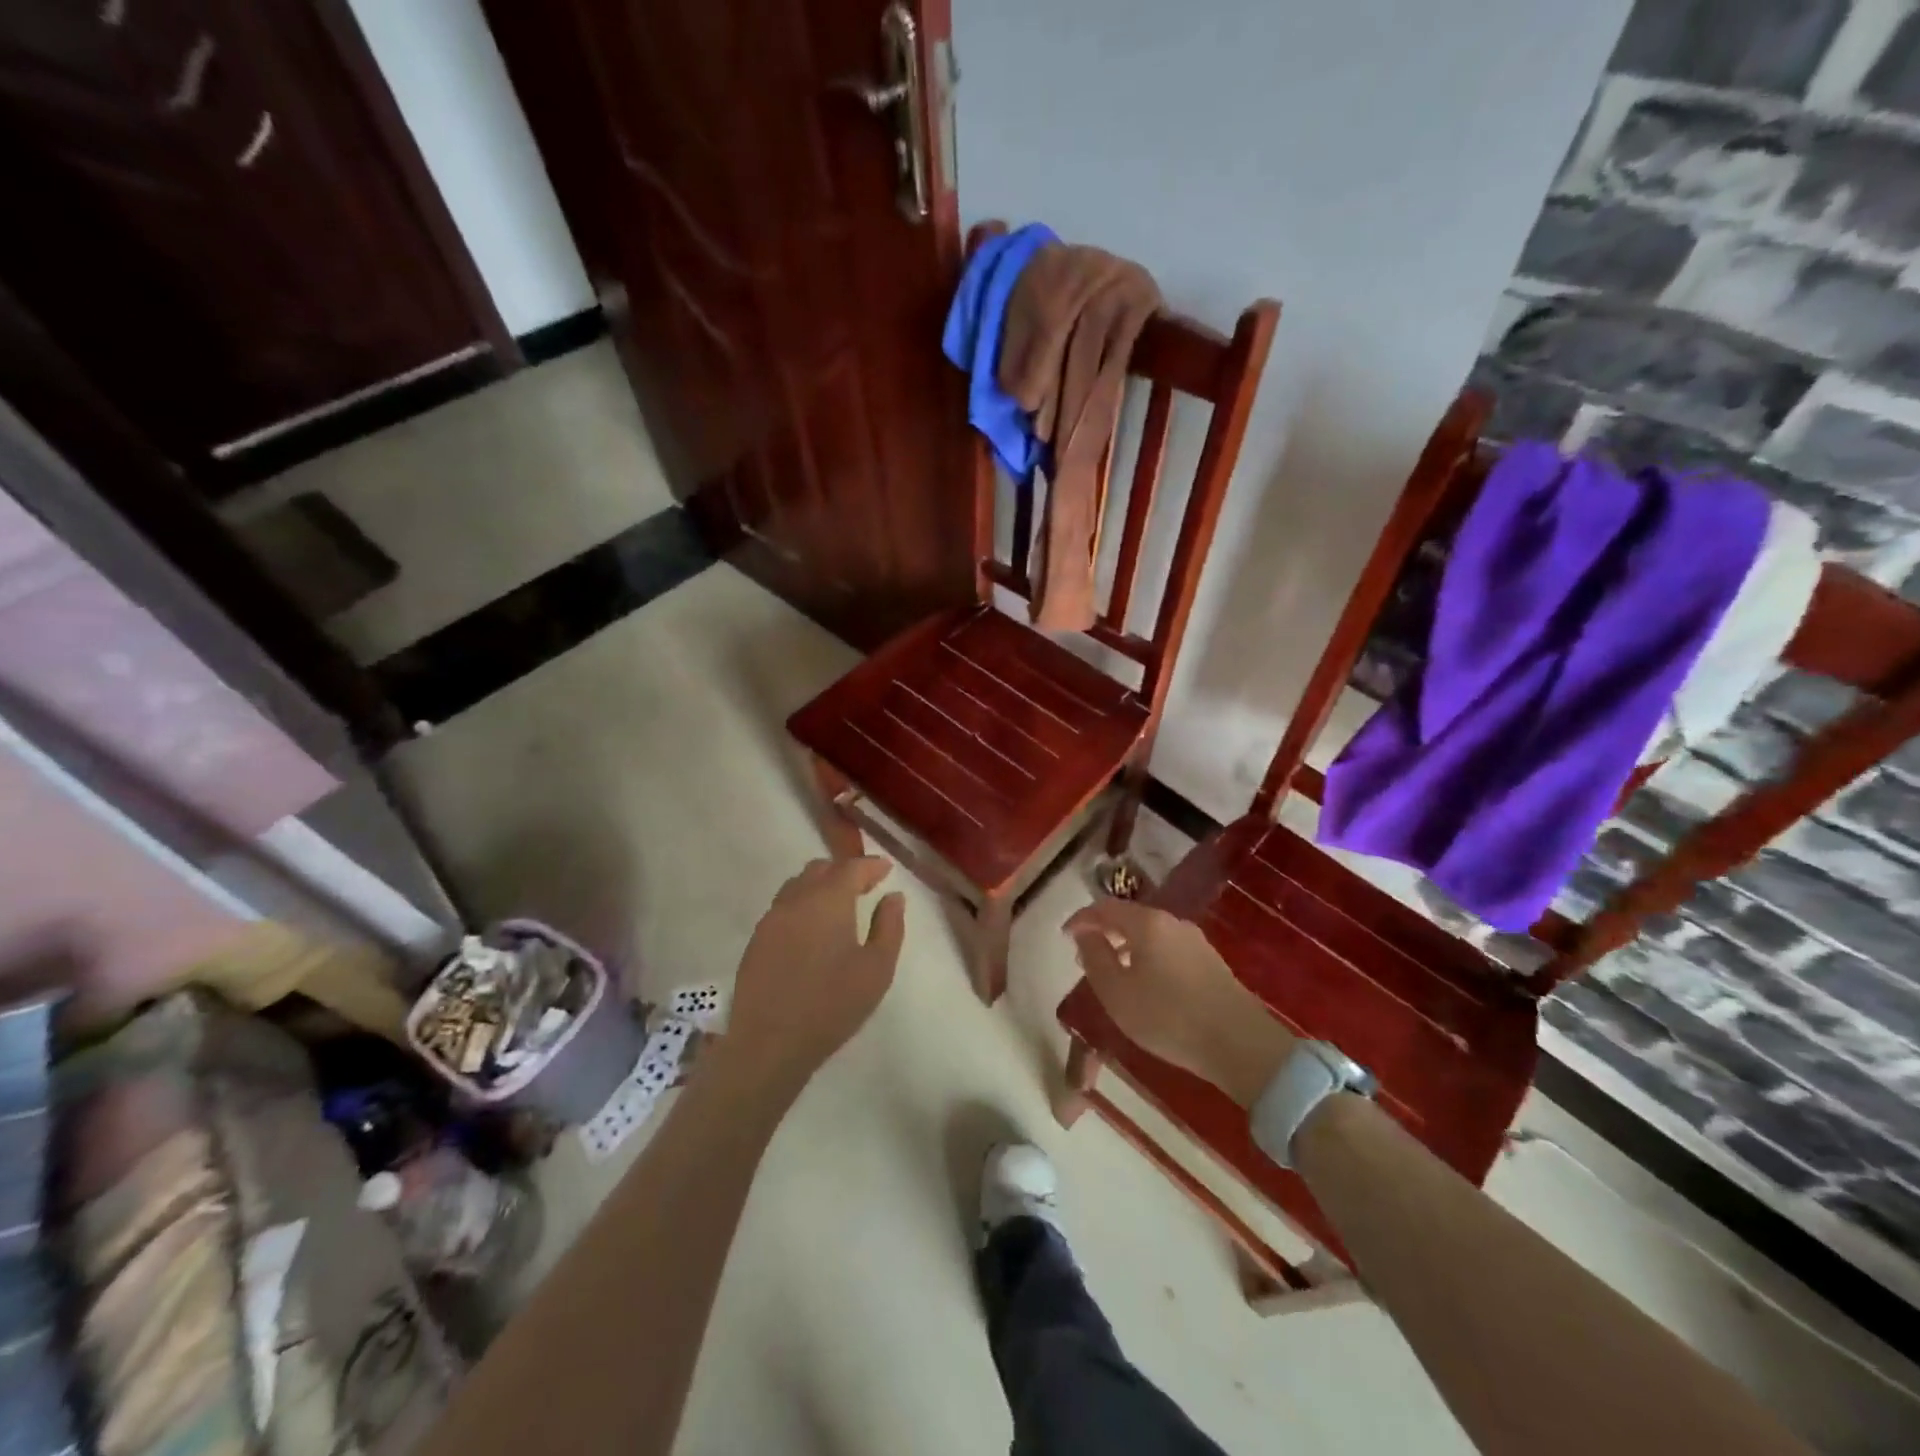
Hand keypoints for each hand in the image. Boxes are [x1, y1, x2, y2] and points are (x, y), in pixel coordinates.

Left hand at [726, 857, 906, 1085]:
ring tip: (838, 906)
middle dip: (844, 871)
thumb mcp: (877, 969)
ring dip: (820, 886)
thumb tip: (893, 896)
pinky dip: (802, 906)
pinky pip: (782, 908)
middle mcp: (796, 900)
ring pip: (797, 885)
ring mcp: (771, 919)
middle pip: (820, 869)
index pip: (851, 867)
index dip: (871, 865)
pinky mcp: (756, 941)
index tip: (886, 869)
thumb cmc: (832, 1005)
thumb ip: (889, 926)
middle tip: (865, 887)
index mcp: (828, 900)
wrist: (768, 1044)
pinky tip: (812, 931)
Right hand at [1064, 899, 1294, 1106]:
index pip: (1105, 907)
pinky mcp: (1210, 961)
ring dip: (1126, 945)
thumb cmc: (1168, 1018)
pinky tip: (1145, 983)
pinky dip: (1147, 956)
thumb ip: (1095, 958)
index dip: (1081, 918)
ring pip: (1150, 933)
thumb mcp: (1117, 993)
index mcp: (1147, 923)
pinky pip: (1167, 948)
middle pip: (1130, 917)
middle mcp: (1172, 923)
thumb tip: (1085, 934)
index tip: (1064, 934)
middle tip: (1086, 953)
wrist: (1240, 1044)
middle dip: (1104, 931)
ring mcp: (1195, 941)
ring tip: (1113, 971)